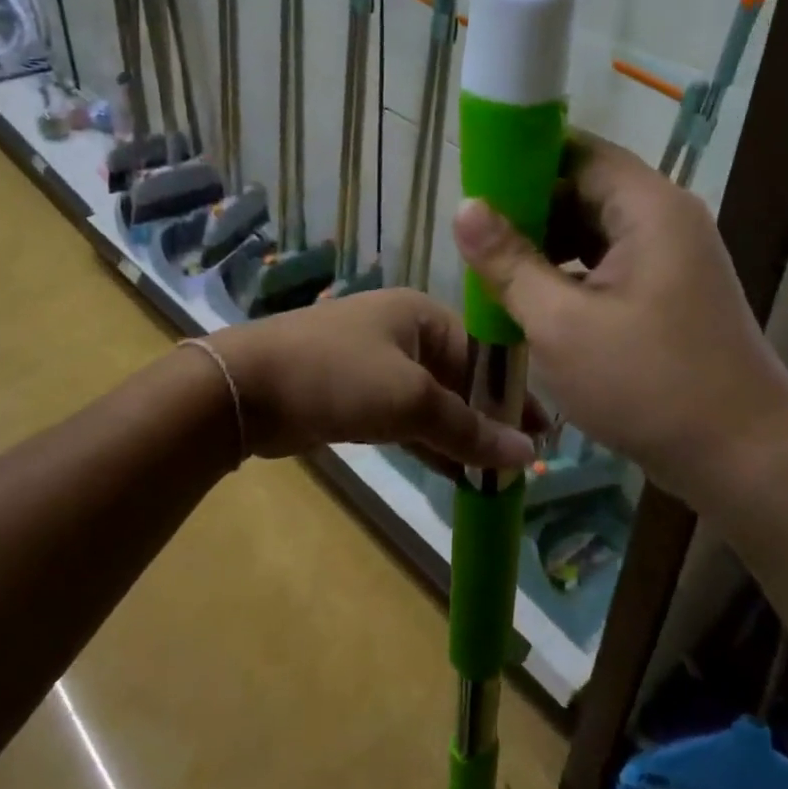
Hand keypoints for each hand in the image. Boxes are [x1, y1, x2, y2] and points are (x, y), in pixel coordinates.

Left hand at [210, 289, 538, 470]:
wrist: (244, 389)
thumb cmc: (337, 376)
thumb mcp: (410, 401)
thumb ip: (469, 429)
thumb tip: (527, 453)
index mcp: (421, 315)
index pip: (484, 352)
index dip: (514, 392)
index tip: (544, 431)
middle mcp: (402, 332)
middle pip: (460, 377)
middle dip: (489, 418)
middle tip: (523, 459)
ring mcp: (376, 364)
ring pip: (433, 401)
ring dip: (461, 435)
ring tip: (498, 474)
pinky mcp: (355, 396)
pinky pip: (406, 418)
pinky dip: (430, 442)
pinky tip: (457, 473)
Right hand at [452, 134, 787, 506]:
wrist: (746, 459)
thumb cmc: (649, 384)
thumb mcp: (562, 324)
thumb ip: (509, 262)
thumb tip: (464, 207)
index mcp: (648, 207)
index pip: (577, 150)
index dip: (521, 160)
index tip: (473, 187)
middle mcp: (665, 218)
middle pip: (585, 188)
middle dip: (528, 210)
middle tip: (474, 239)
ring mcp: (672, 257)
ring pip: (594, 231)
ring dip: (546, 246)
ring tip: (494, 271)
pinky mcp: (670, 292)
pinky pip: (609, 264)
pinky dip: (570, 275)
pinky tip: (534, 301)